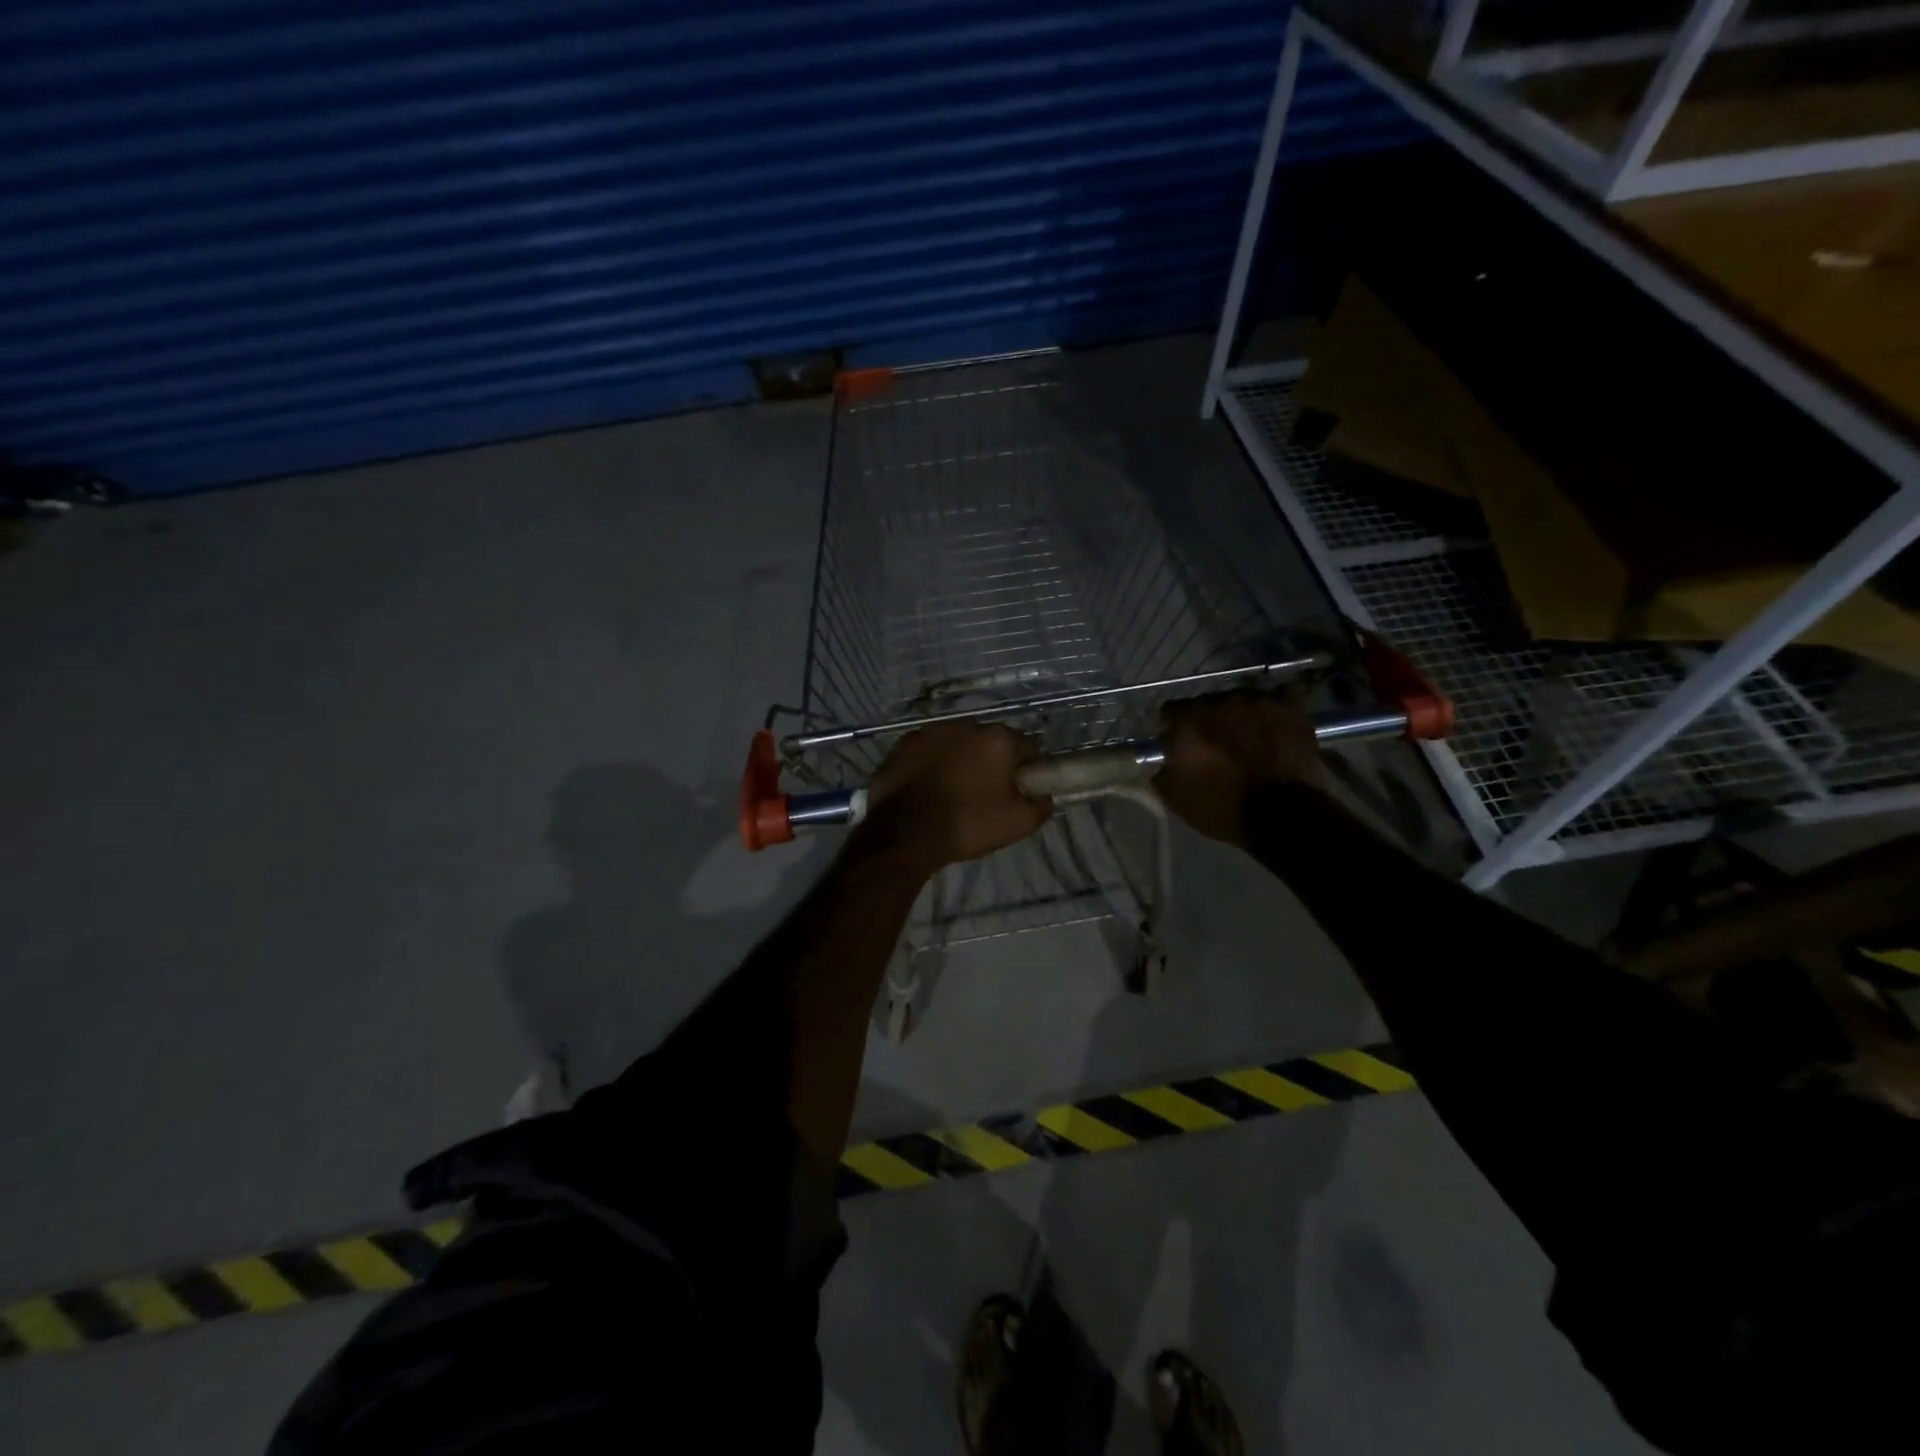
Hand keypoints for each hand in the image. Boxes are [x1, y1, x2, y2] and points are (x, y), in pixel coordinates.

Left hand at [862, 722, 1050, 869]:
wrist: (904, 833)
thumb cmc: (967, 825)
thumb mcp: (1019, 823)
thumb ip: (1041, 803)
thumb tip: (1042, 794)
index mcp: (998, 739)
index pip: (1027, 747)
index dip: (1026, 770)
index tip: (1018, 791)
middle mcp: (966, 725)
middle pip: (990, 742)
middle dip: (991, 761)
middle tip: (986, 793)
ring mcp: (931, 731)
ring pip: (958, 743)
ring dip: (961, 759)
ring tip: (953, 790)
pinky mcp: (904, 742)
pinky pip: (930, 750)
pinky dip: (933, 762)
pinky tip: (929, 786)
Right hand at [1154, 691, 1328, 848]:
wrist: (1285, 816)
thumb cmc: (1224, 808)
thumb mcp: (1177, 799)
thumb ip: (1163, 774)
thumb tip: (1165, 765)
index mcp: (1189, 720)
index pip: (1171, 711)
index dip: (1173, 728)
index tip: (1179, 745)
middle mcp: (1222, 701)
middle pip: (1208, 704)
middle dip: (1209, 722)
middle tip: (1217, 746)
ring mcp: (1259, 701)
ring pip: (1242, 702)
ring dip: (1240, 718)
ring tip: (1250, 741)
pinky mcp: (1291, 708)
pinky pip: (1276, 703)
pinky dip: (1272, 716)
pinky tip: (1274, 734)